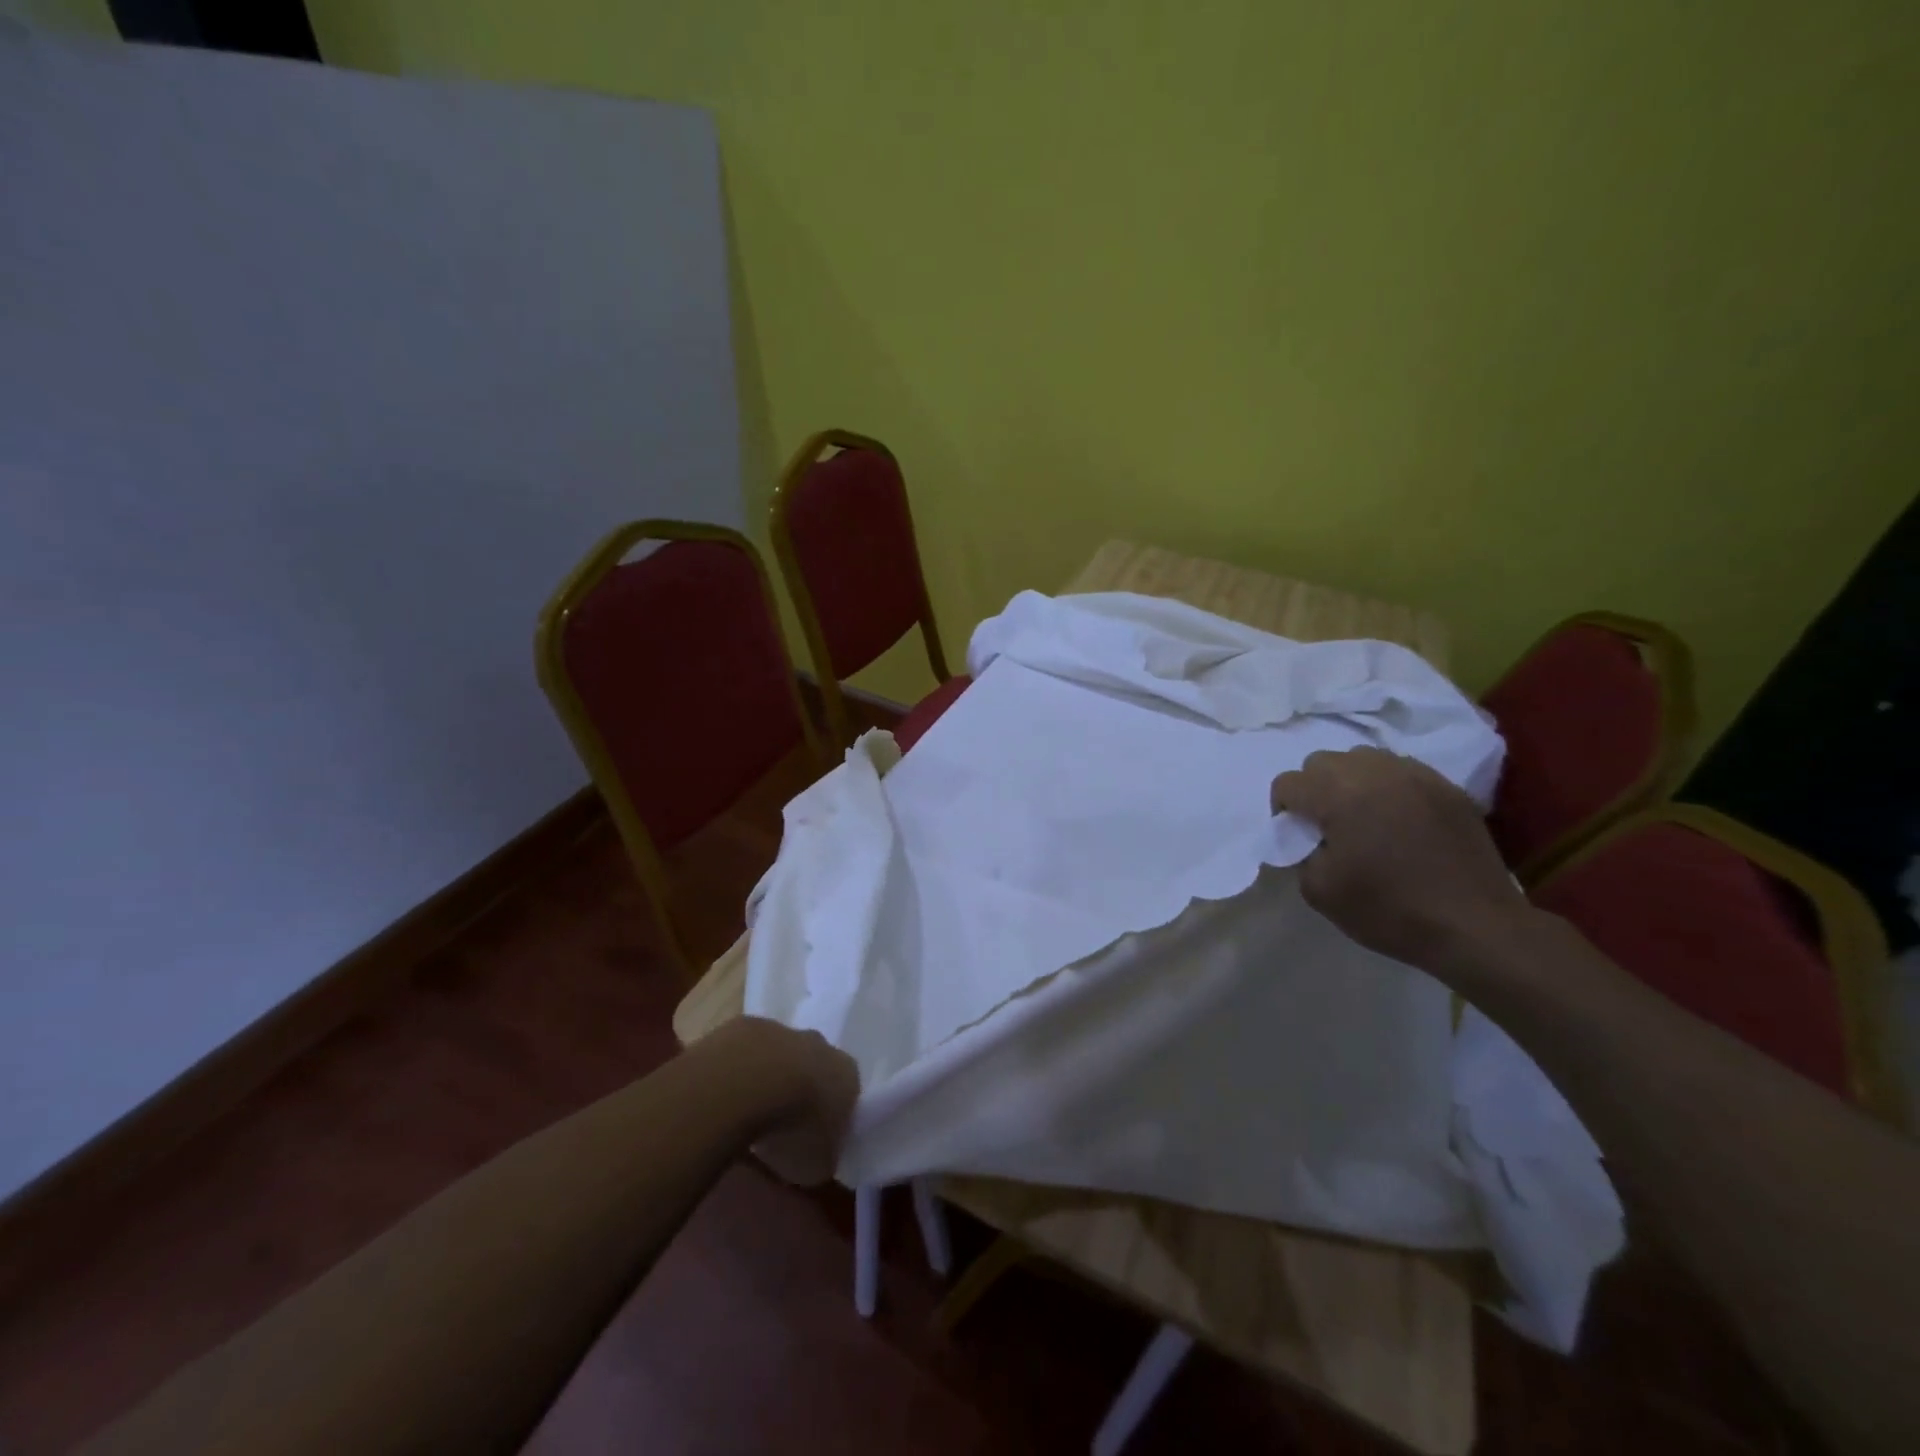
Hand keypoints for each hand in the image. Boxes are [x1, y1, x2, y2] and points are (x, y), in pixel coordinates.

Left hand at [703, 1017, 858, 1185]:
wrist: (747, 1085)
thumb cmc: (794, 1128)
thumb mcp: (819, 1164)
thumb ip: (823, 1157)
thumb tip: (818, 1156)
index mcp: (847, 1073)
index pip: (847, 1091)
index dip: (831, 1115)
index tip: (814, 1139)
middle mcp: (820, 1044)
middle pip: (814, 1065)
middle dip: (800, 1089)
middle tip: (782, 1124)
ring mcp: (781, 1030)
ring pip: (779, 1054)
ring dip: (767, 1078)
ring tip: (747, 1114)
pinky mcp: (743, 1026)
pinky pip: (745, 1052)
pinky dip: (737, 1071)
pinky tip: (725, 1096)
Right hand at [1269, 746, 1527, 977]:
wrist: (1475, 927)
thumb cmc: (1389, 909)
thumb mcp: (1319, 891)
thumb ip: (1300, 852)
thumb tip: (1309, 838)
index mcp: (1338, 794)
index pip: (1288, 783)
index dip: (1283, 810)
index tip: (1297, 837)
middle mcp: (1374, 771)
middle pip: (1322, 762)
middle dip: (1314, 789)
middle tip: (1328, 826)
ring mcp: (1415, 775)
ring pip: (1363, 759)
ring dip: (1351, 782)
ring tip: (1364, 818)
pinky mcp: (1446, 787)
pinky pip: (1401, 771)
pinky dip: (1389, 788)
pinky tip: (1400, 821)